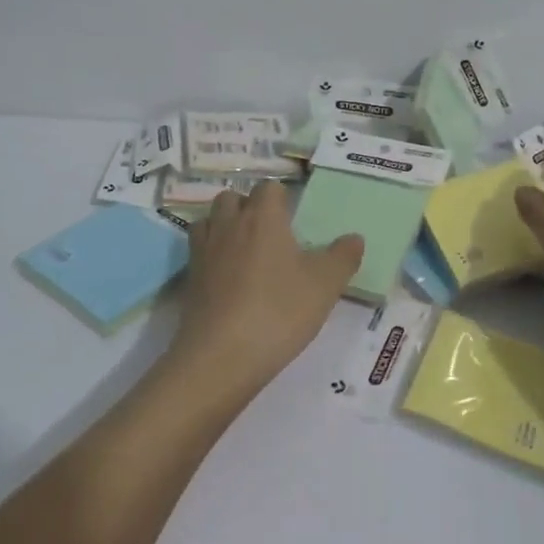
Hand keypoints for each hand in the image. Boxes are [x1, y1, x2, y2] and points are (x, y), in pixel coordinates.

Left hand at [164, 181, 363, 407]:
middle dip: (249, 208)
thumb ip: (343, 257)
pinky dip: (211, 253)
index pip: (269, 187)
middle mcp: (229, 224)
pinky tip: (227, 277)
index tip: (294, 220)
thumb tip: (354, 237)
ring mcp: (204, 250)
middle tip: (270, 235)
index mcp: (263, 217)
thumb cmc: (278, 311)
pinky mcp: (189, 277)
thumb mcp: (325, 286)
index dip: (282, 199)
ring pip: (210, 219)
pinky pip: (198, 250)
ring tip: (245, 251)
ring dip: (225, 226)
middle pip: (233, 197)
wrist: (221, 355)